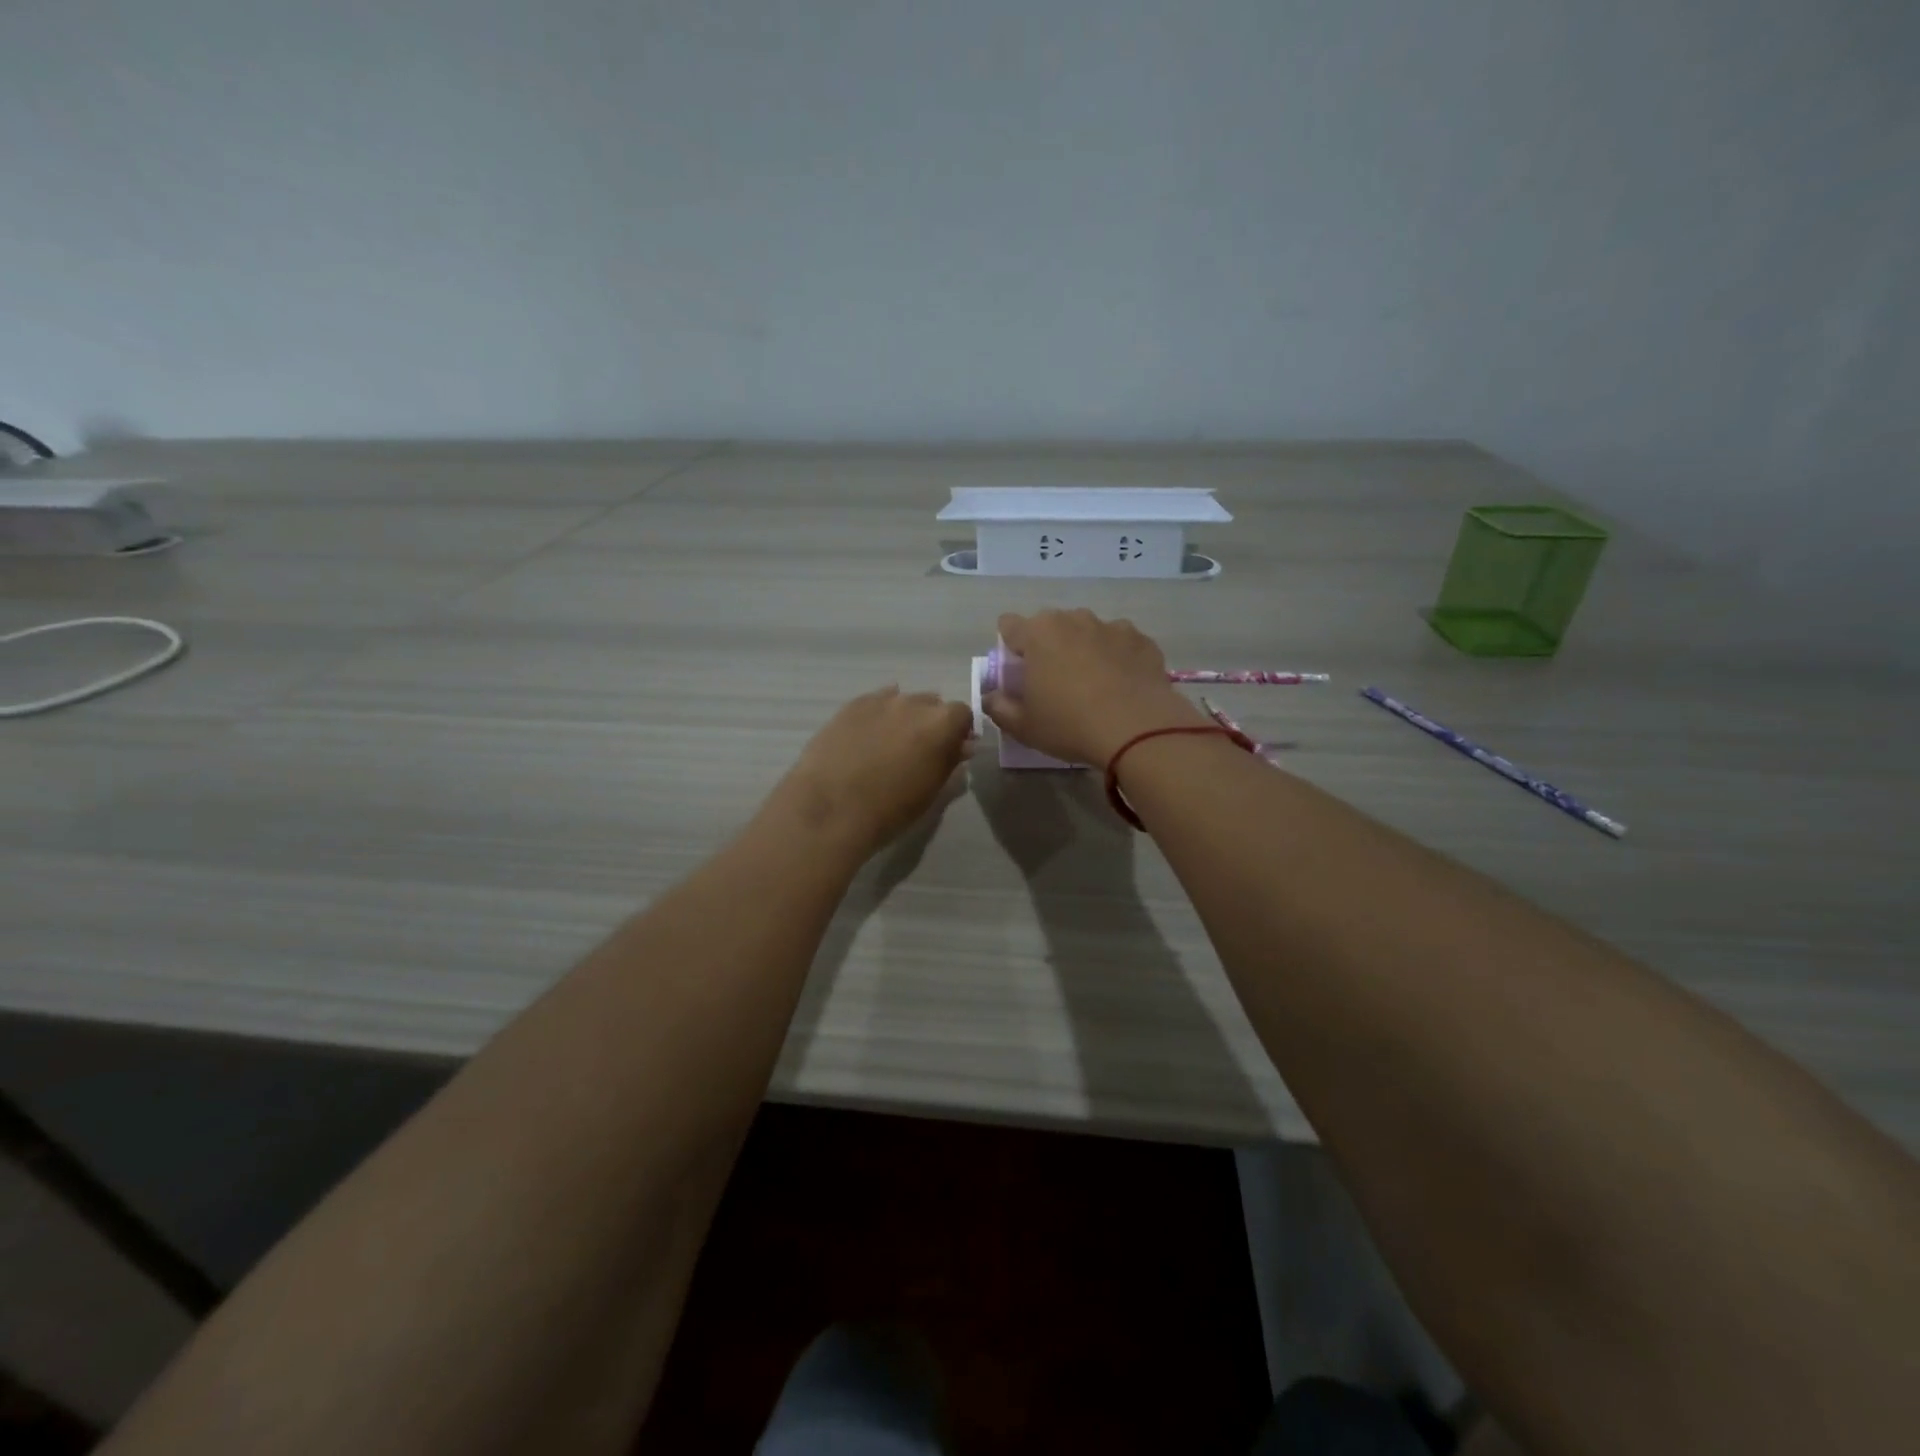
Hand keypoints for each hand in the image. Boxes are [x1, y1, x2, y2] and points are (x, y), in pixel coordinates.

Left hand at [772, 687, 973, 860]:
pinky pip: (874, 702)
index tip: (952, 749)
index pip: (963, 713)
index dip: (959, 730)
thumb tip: (961, 745)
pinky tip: (868, 735)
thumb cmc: (890, 808)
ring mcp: (880, 701)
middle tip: (920, 749)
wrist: (831, 808)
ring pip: (902, 700)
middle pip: (932, 703)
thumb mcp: (931, 791)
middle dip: (931, 722)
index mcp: (941, 724)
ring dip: (904, 717)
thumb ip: (950, 761)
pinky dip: (878, 715)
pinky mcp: (851, 705)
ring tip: (890, 744)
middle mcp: (913, 703)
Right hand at [984, 610, 1207, 766]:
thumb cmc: (1069, 725)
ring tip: (1094, 686)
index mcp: (1038, 633)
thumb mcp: (1022, 726)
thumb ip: (998, 707)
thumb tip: (992, 697)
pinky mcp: (1142, 640)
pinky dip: (1117, 659)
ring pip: (1088, 632)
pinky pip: (1121, 644)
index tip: (1019, 674)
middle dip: (1049, 647)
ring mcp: (1112, 626)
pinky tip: (1122, 687)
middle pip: (1051, 626)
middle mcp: (1074, 619)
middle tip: (1055, 683)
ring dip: (1084, 650)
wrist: (1138, 730)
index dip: (1010, 648)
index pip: (1009, 626)